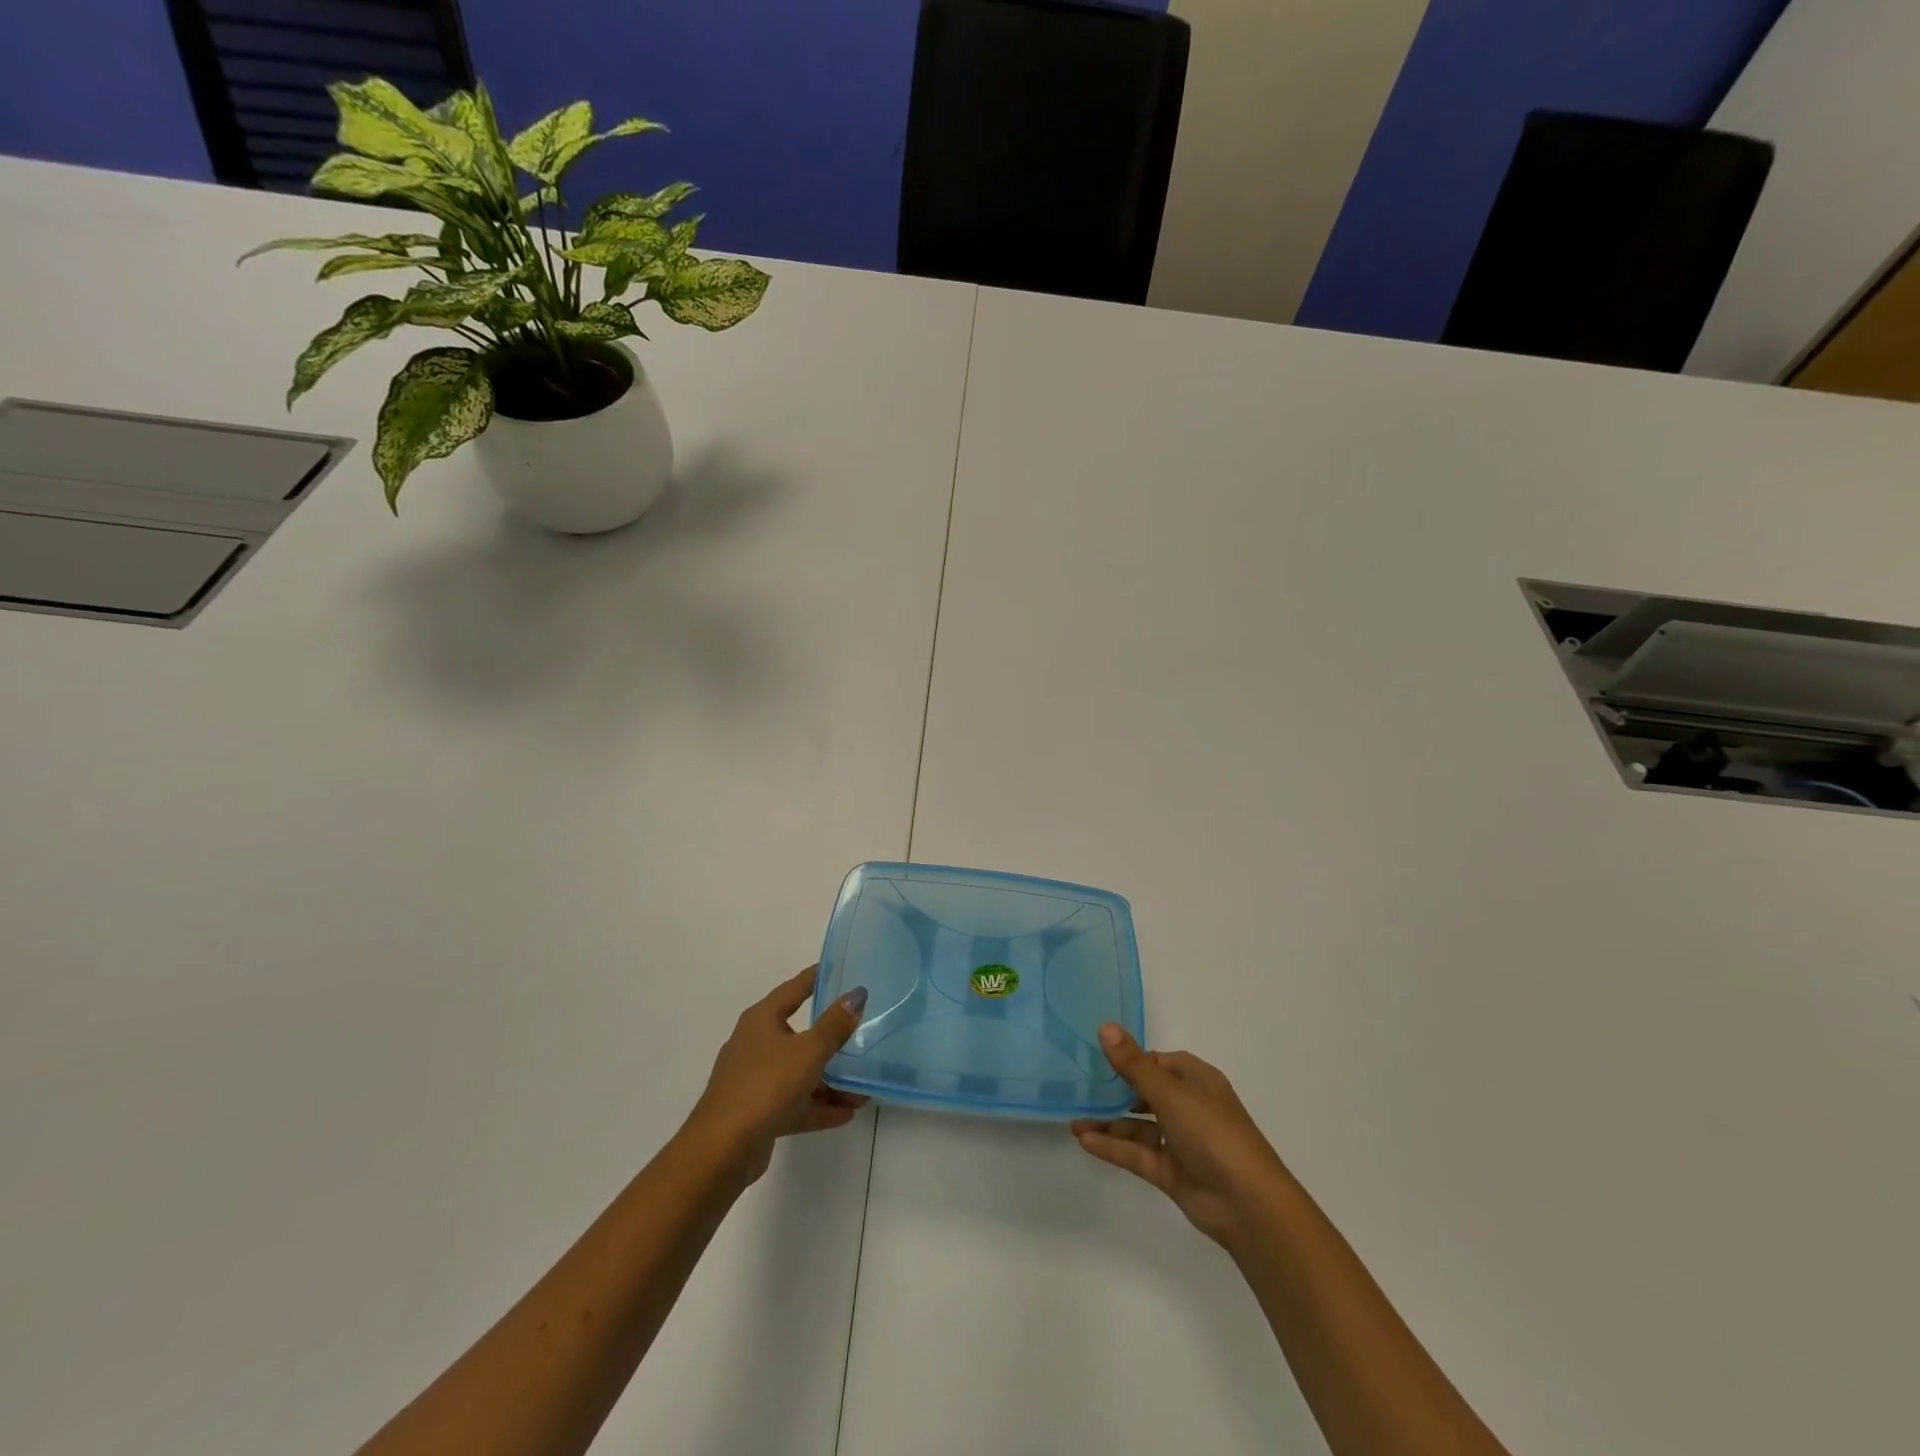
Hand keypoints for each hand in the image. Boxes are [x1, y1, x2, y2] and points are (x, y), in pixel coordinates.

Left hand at [685, 967, 868, 1185]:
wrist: (722, 1150)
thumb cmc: (766, 1085)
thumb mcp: (808, 1051)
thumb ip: (835, 1025)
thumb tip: (856, 994)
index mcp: (762, 1020)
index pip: (794, 989)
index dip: (816, 978)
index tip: (840, 968)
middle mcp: (756, 1044)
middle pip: (800, 1035)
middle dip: (833, 1042)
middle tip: (863, 1036)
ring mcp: (755, 1080)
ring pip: (800, 1073)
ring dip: (831, 1081)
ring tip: (863, 1091)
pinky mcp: (758, 1112)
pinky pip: (795, 1102)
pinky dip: (818, 1106)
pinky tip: (847, 1113)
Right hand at [1071, 1024, 1287, 1252]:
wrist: (1247, 1204)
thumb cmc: (1213, 1133)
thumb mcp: (1170, 1093)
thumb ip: (1133, 1065)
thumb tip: (1104, 1027)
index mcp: (1196, 1081)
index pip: (1159, 1062)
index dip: (1131, 1060)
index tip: (1097, 1059)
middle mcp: (1189, 1107)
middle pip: (1145, 1094)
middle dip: (1114, 1093)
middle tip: (1078, 1090)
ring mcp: (1180, 1141)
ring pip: (1138, 1126)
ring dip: (1108, 1123)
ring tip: (1073, 1121)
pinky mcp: (1171, 1172)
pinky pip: (1137, 1153)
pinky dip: (1113, 1147)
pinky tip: (1086, 1141)